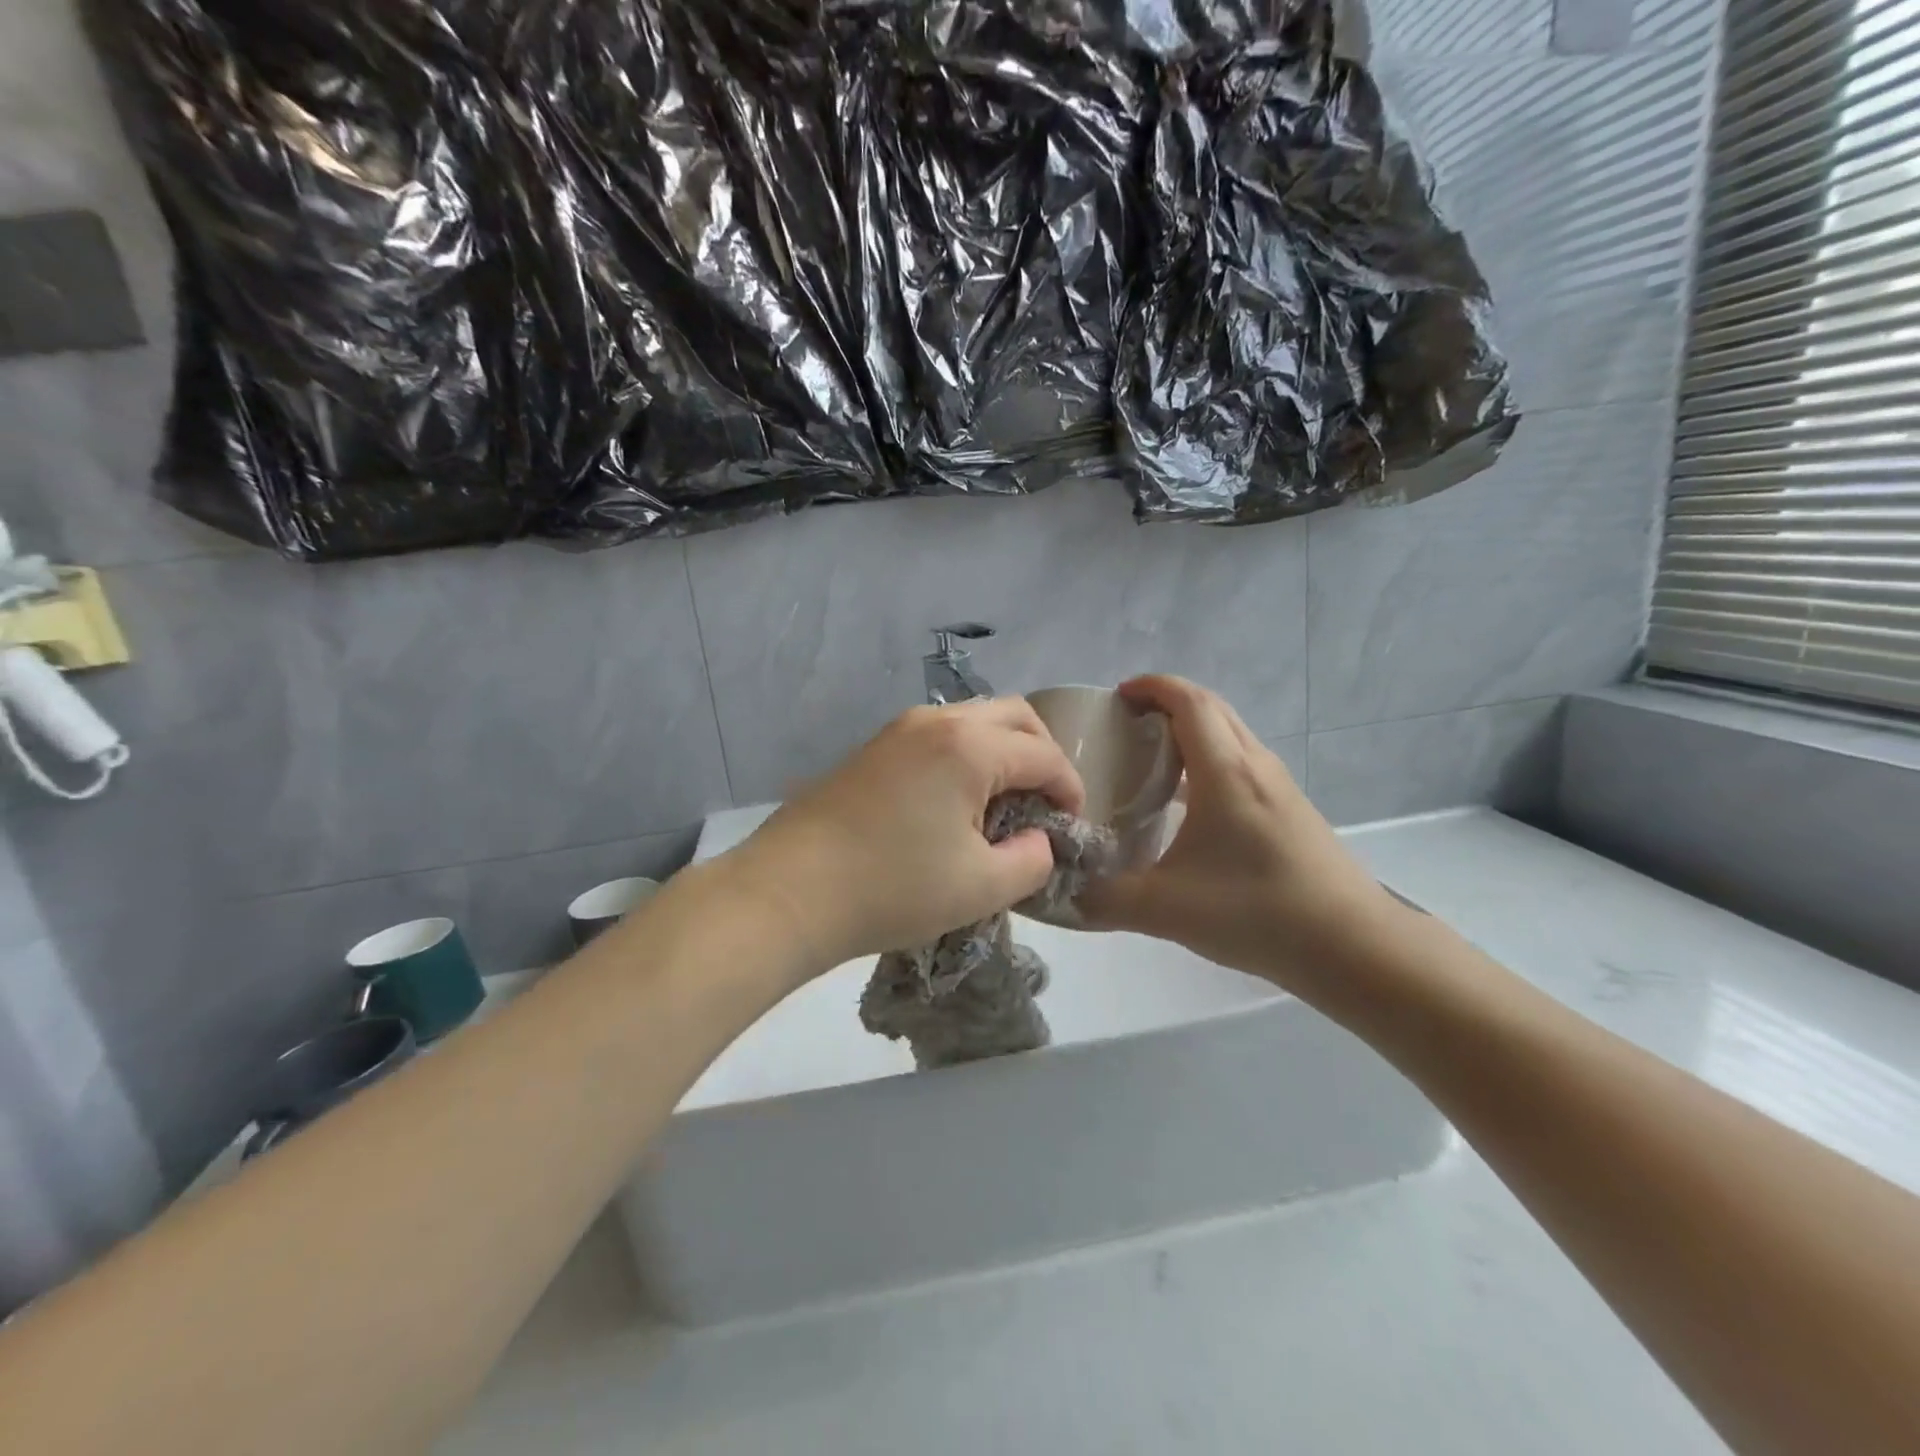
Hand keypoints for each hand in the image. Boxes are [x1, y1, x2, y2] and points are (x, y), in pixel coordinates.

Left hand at [724, 698, 1084, 972]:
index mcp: (970, 746)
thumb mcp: (982, 887)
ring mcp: (898, 730)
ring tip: (1004, 803)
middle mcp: (936, 721)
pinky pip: (939, 736)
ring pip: (973, 720)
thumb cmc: (893, 889)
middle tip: (1046, 802)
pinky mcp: (873, 749)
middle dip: (1042, 754)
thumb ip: (1032, 860)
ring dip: (1002, 751)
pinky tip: (957, 802)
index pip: (1043, 755)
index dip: (1070, 789)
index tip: (1074, 826)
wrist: (790, 892)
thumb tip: (1038, 840)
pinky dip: (966, 756)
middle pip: (1013, 716)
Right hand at [1078, 676, 1397, 991]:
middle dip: (1167, 703)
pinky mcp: (1290, 810)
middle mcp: (1255, 766)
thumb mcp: (1166, 909)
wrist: (1352, 946)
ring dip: (1191, 731)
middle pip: (1212, 709)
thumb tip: (1062, 894)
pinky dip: (1209, 760)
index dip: (1151, 687)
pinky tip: (1188, 805)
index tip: (1117, 697)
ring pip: (1230, 735)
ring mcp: (1278, 787)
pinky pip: (1241, 763)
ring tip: (1150, 759)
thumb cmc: (1258, 912)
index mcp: (1225, 772)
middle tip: (1125, 726)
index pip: (1189, 701)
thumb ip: (1105, 900)